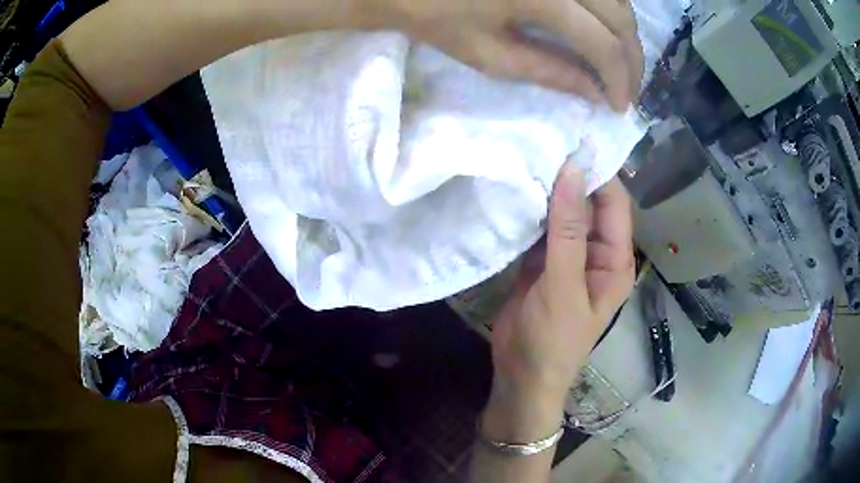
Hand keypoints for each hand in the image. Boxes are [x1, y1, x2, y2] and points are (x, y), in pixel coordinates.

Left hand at [366, 0, 643, 110]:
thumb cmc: (436, 18)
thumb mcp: (489, 55)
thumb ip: (550, 72)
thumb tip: (597, 94)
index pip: (603, 43)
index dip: (619, 79)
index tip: (620, 106)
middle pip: (621, 16)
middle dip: (633, 58)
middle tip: (627, 88)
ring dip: (626, 32)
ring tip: (620, 62)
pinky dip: (611, 8)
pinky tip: (606, 27)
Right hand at [489, 152, 635, 403]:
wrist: (520, 377)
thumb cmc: (552, 340)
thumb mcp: (563, 286)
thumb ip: (567, 230)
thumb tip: (571, 171)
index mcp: (614, 259)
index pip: (613, 204)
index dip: (598, 172)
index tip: (572, 139)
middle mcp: (596, 252)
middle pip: (588, 204)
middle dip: (569, 176)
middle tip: (543, 139)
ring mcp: (567, 256)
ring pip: (561, 214)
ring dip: (548, 191)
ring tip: (526, 155)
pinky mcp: (541, 262)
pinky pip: (540, 228)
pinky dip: (530, 211)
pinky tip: (514, 187)